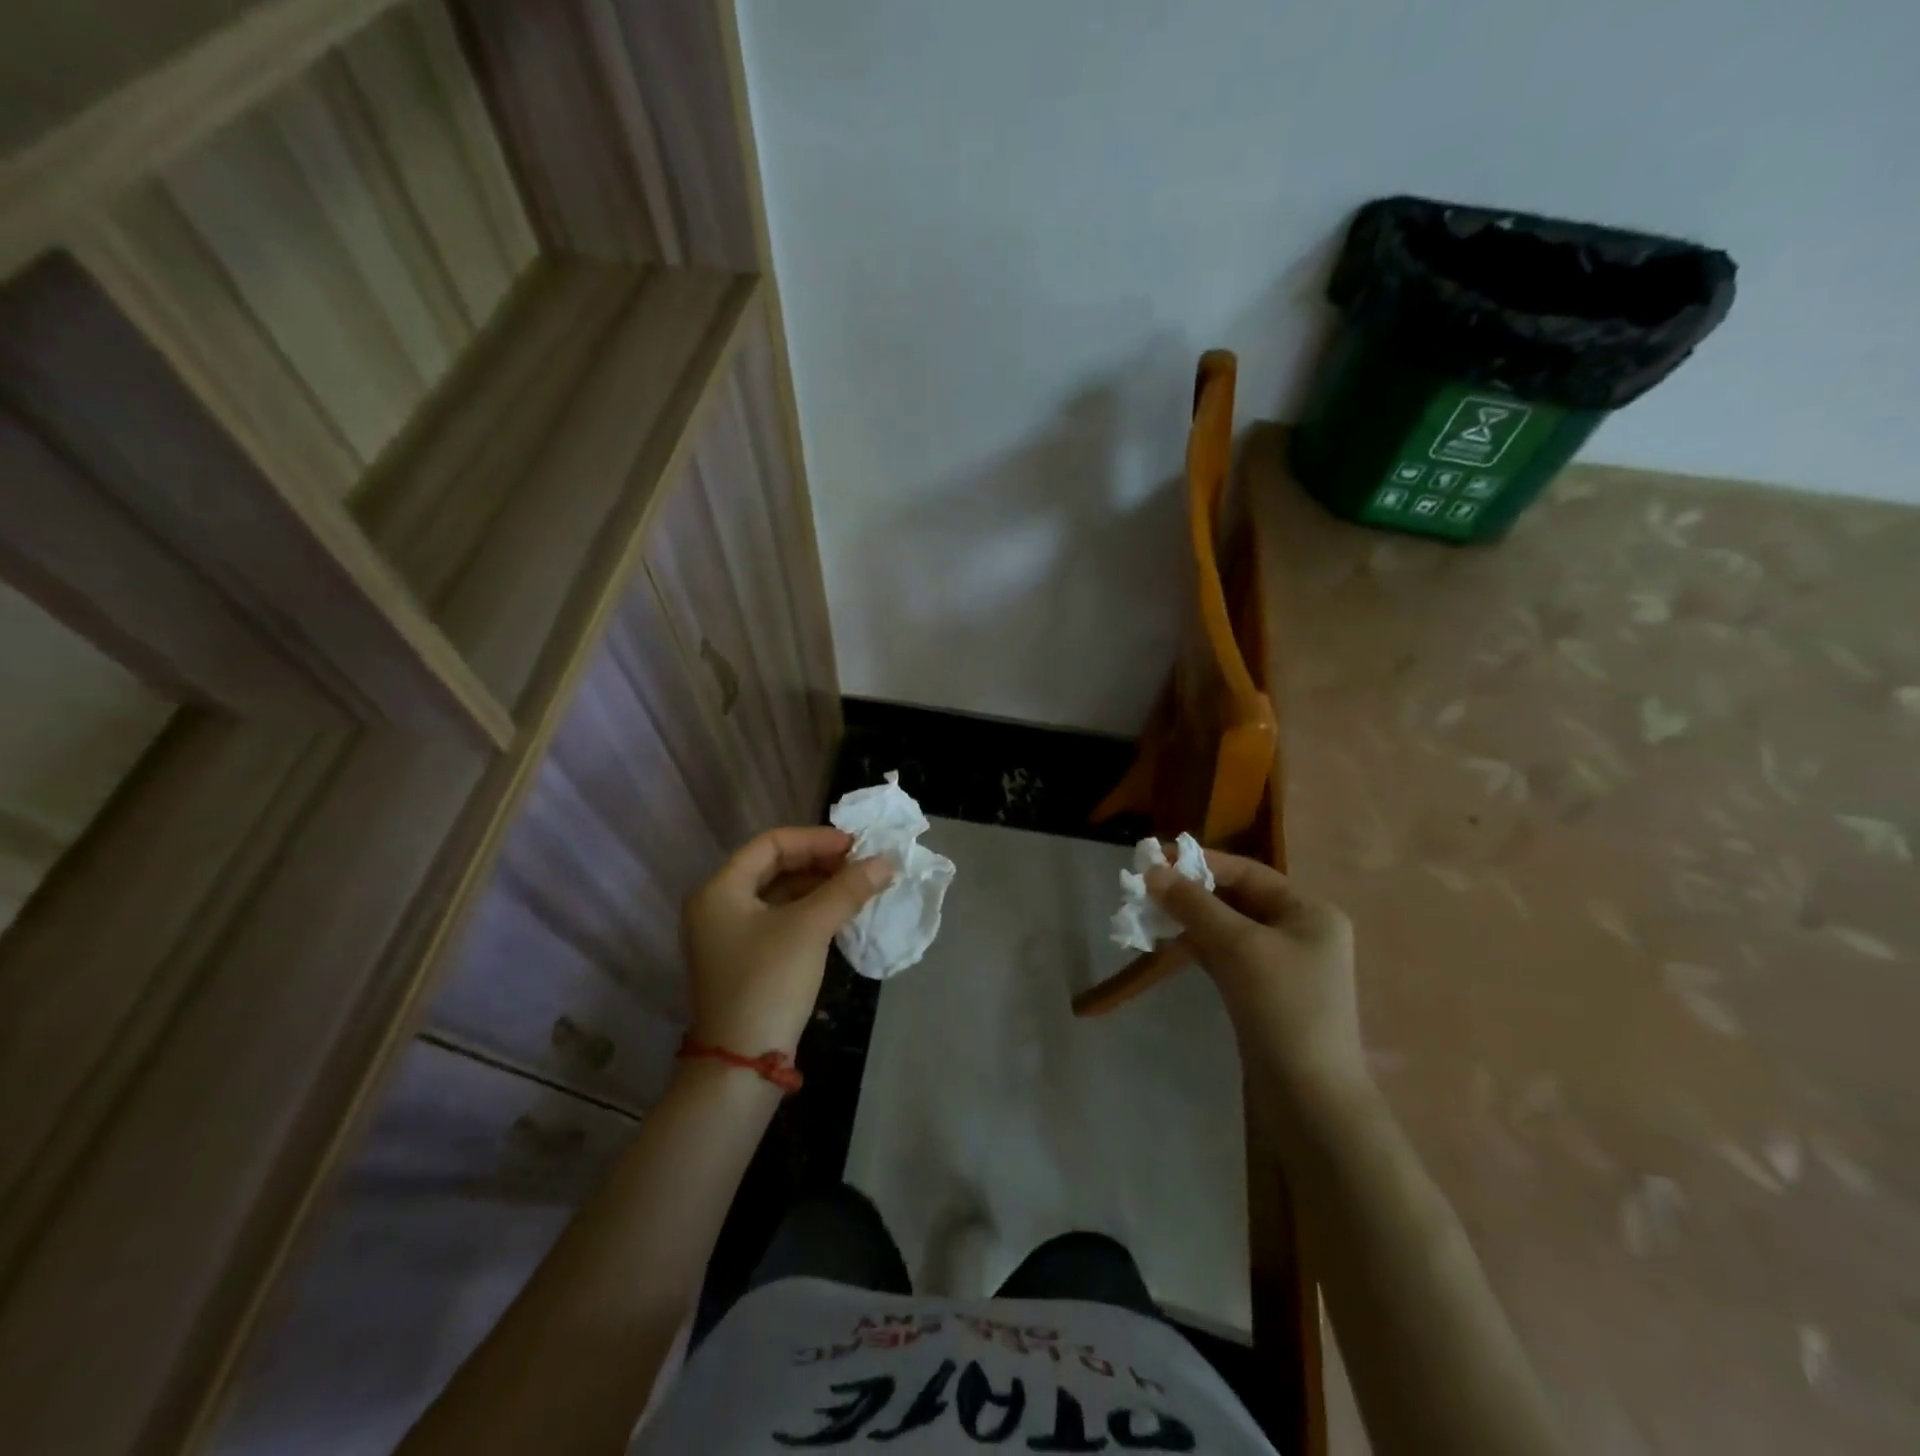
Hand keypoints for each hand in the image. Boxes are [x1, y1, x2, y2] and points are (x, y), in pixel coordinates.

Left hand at [681, 827, 890, 1058]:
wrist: (741, 1064)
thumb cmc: (769, 982)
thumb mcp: (810, 928)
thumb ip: (848, 889)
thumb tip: (887, 861)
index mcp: (720, 889)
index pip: (771, 843)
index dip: (816, 839)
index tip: (856, 846)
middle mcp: (717, 905)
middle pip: (774, 867)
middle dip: (820, 862)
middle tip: (861, 865)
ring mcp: (728, 935)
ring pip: (779, 894)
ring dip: (818, 887)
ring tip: (858, 886)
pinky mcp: (744, 959)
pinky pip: (779, 919)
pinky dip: (809, 911)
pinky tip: (840, 914)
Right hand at [1146, 852, 1368, 1120]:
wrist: (1309, 1099)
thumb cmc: (1282, 1007)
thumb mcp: (1238, 947)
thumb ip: (1195, 905)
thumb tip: (1153, 870)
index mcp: (1309, 911)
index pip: (1246, 872)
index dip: (1199, 862)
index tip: (1153, 857)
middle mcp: (1299, 931)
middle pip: (1235, 898)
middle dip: (1189, 893)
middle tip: (1143, 889)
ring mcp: (1282, 964)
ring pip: (1226, 928)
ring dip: (1188, 920)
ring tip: (1146, 916)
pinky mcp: (1263, 992)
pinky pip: (1225, 955)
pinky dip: (1196, 947)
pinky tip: (1167, 945)